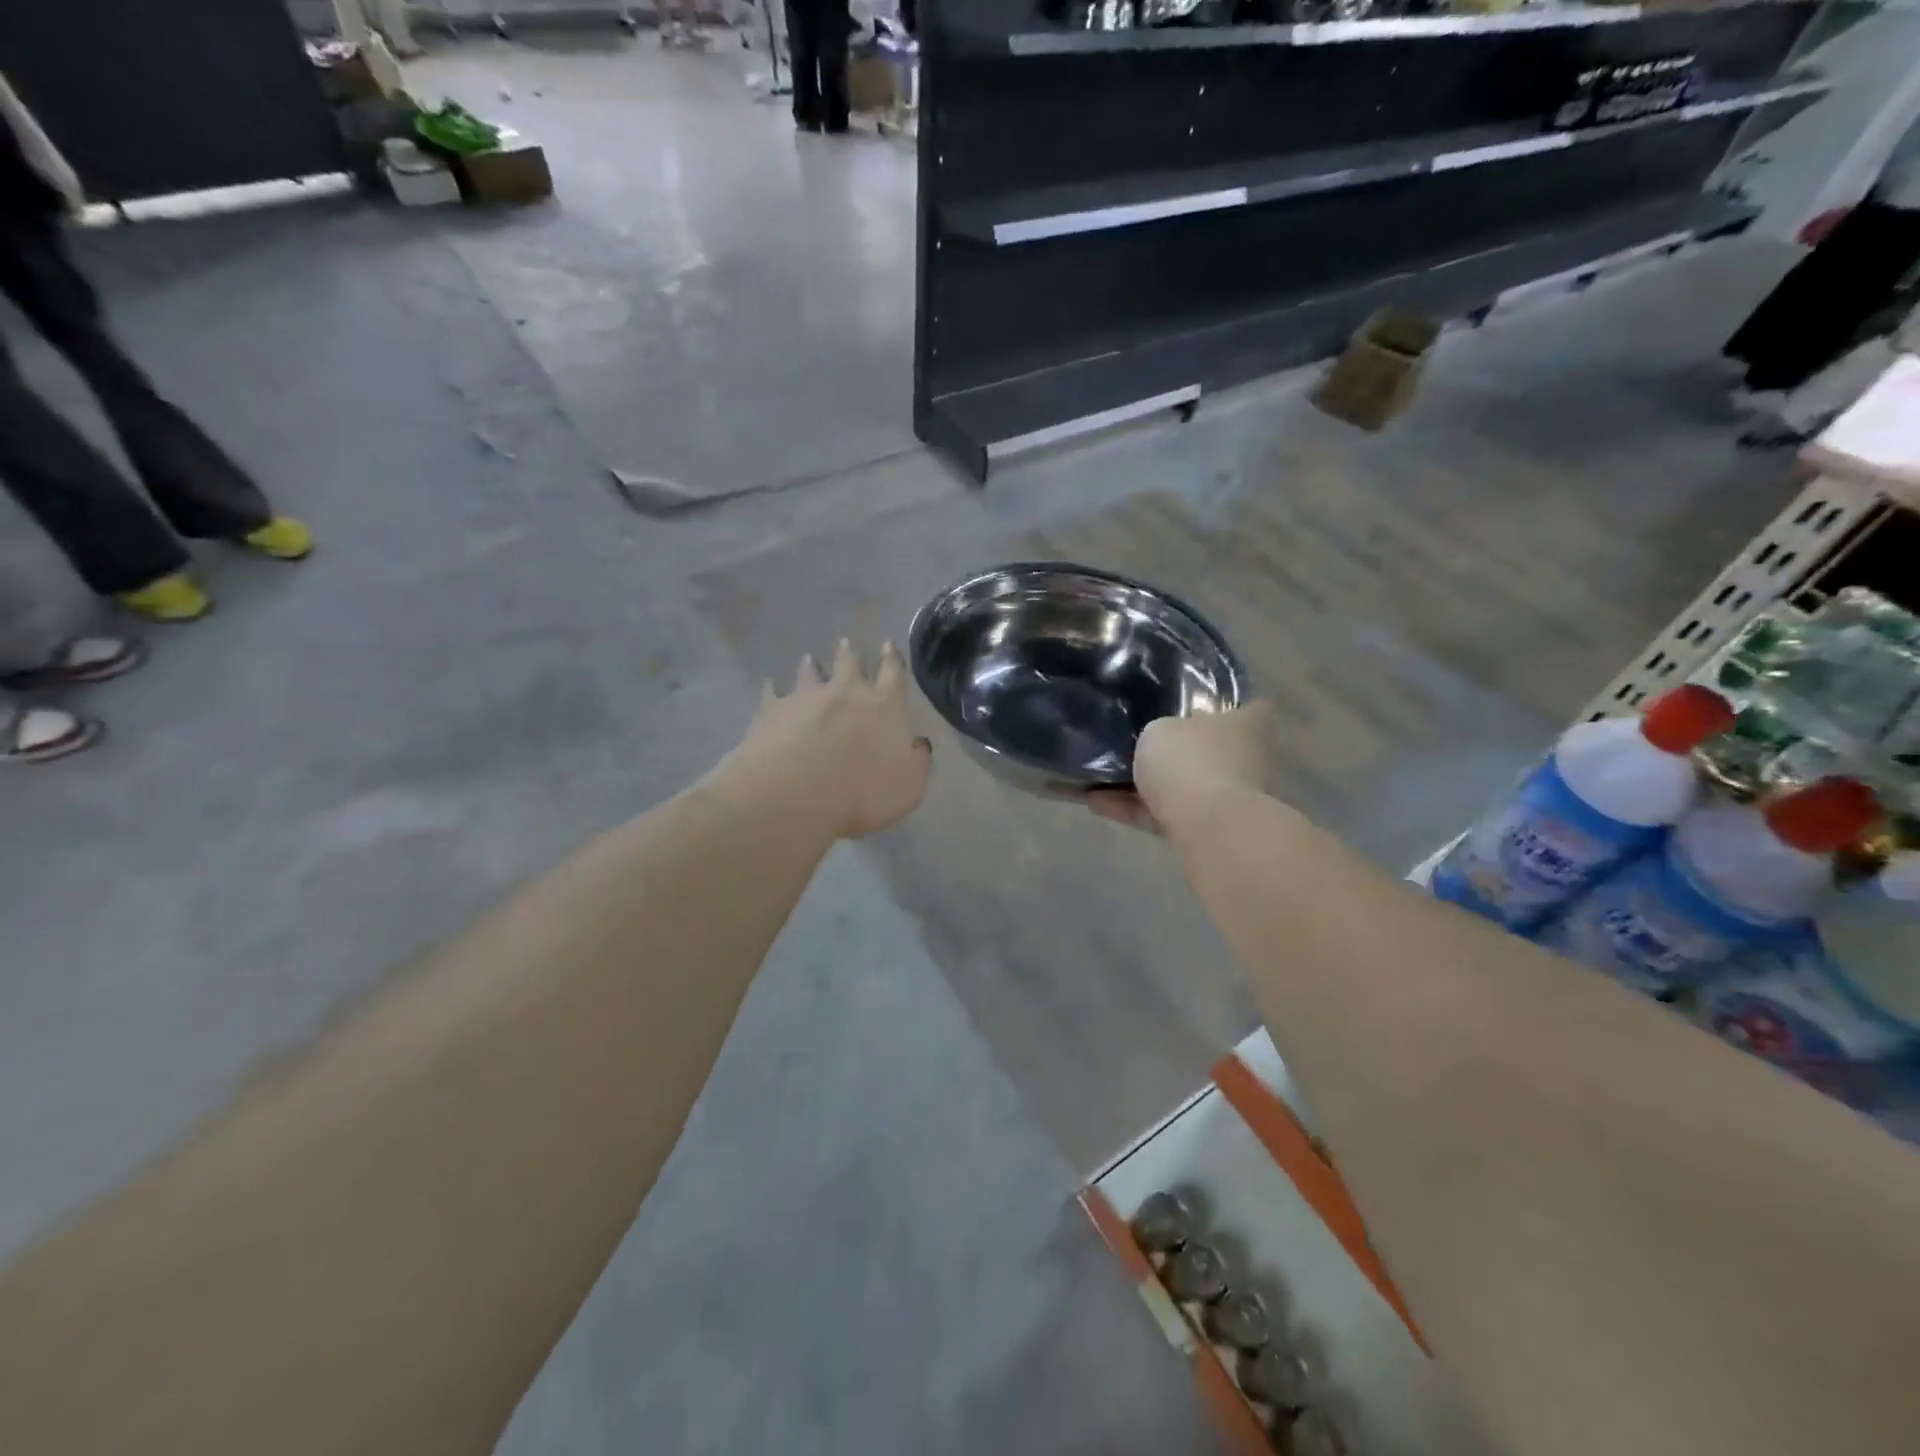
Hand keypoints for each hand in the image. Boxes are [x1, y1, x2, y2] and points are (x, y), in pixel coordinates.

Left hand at [714, 641, 931, 839]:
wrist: (793, 795)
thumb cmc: (861, 794)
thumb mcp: (908, 787)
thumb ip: (918, 761)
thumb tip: (918, 743)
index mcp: (884, 705)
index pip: (893, 672)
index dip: (892, 658)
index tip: (888, 645)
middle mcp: (845, 691)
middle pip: (849, 662)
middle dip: (850, 653)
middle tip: (846, 643)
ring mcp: (805, 696)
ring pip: (810, 671)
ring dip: (812, 665)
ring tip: (810, 659)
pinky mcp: (772, 709)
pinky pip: (773, 691)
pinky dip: (774, 688)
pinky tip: (772, 687)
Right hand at [1088, 702, 1273, 837]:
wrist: (1205, 826)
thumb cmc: (1189, 760)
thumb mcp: (1160, 729)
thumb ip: (1160, 730)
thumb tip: (1160, 736)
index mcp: (1244, 724)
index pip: (1246, 706)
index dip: (1219, 705)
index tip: (1190, 705)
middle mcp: (1244, 760)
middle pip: (1206, 750)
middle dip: (1175, 752)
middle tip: (1132, 745)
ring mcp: (1228, 798)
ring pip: (1181, 786)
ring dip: (1143, 786)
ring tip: (1096, 780)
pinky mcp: (1206, 830)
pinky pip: (1164, 814)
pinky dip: (1134, 810)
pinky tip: (1096, 804)